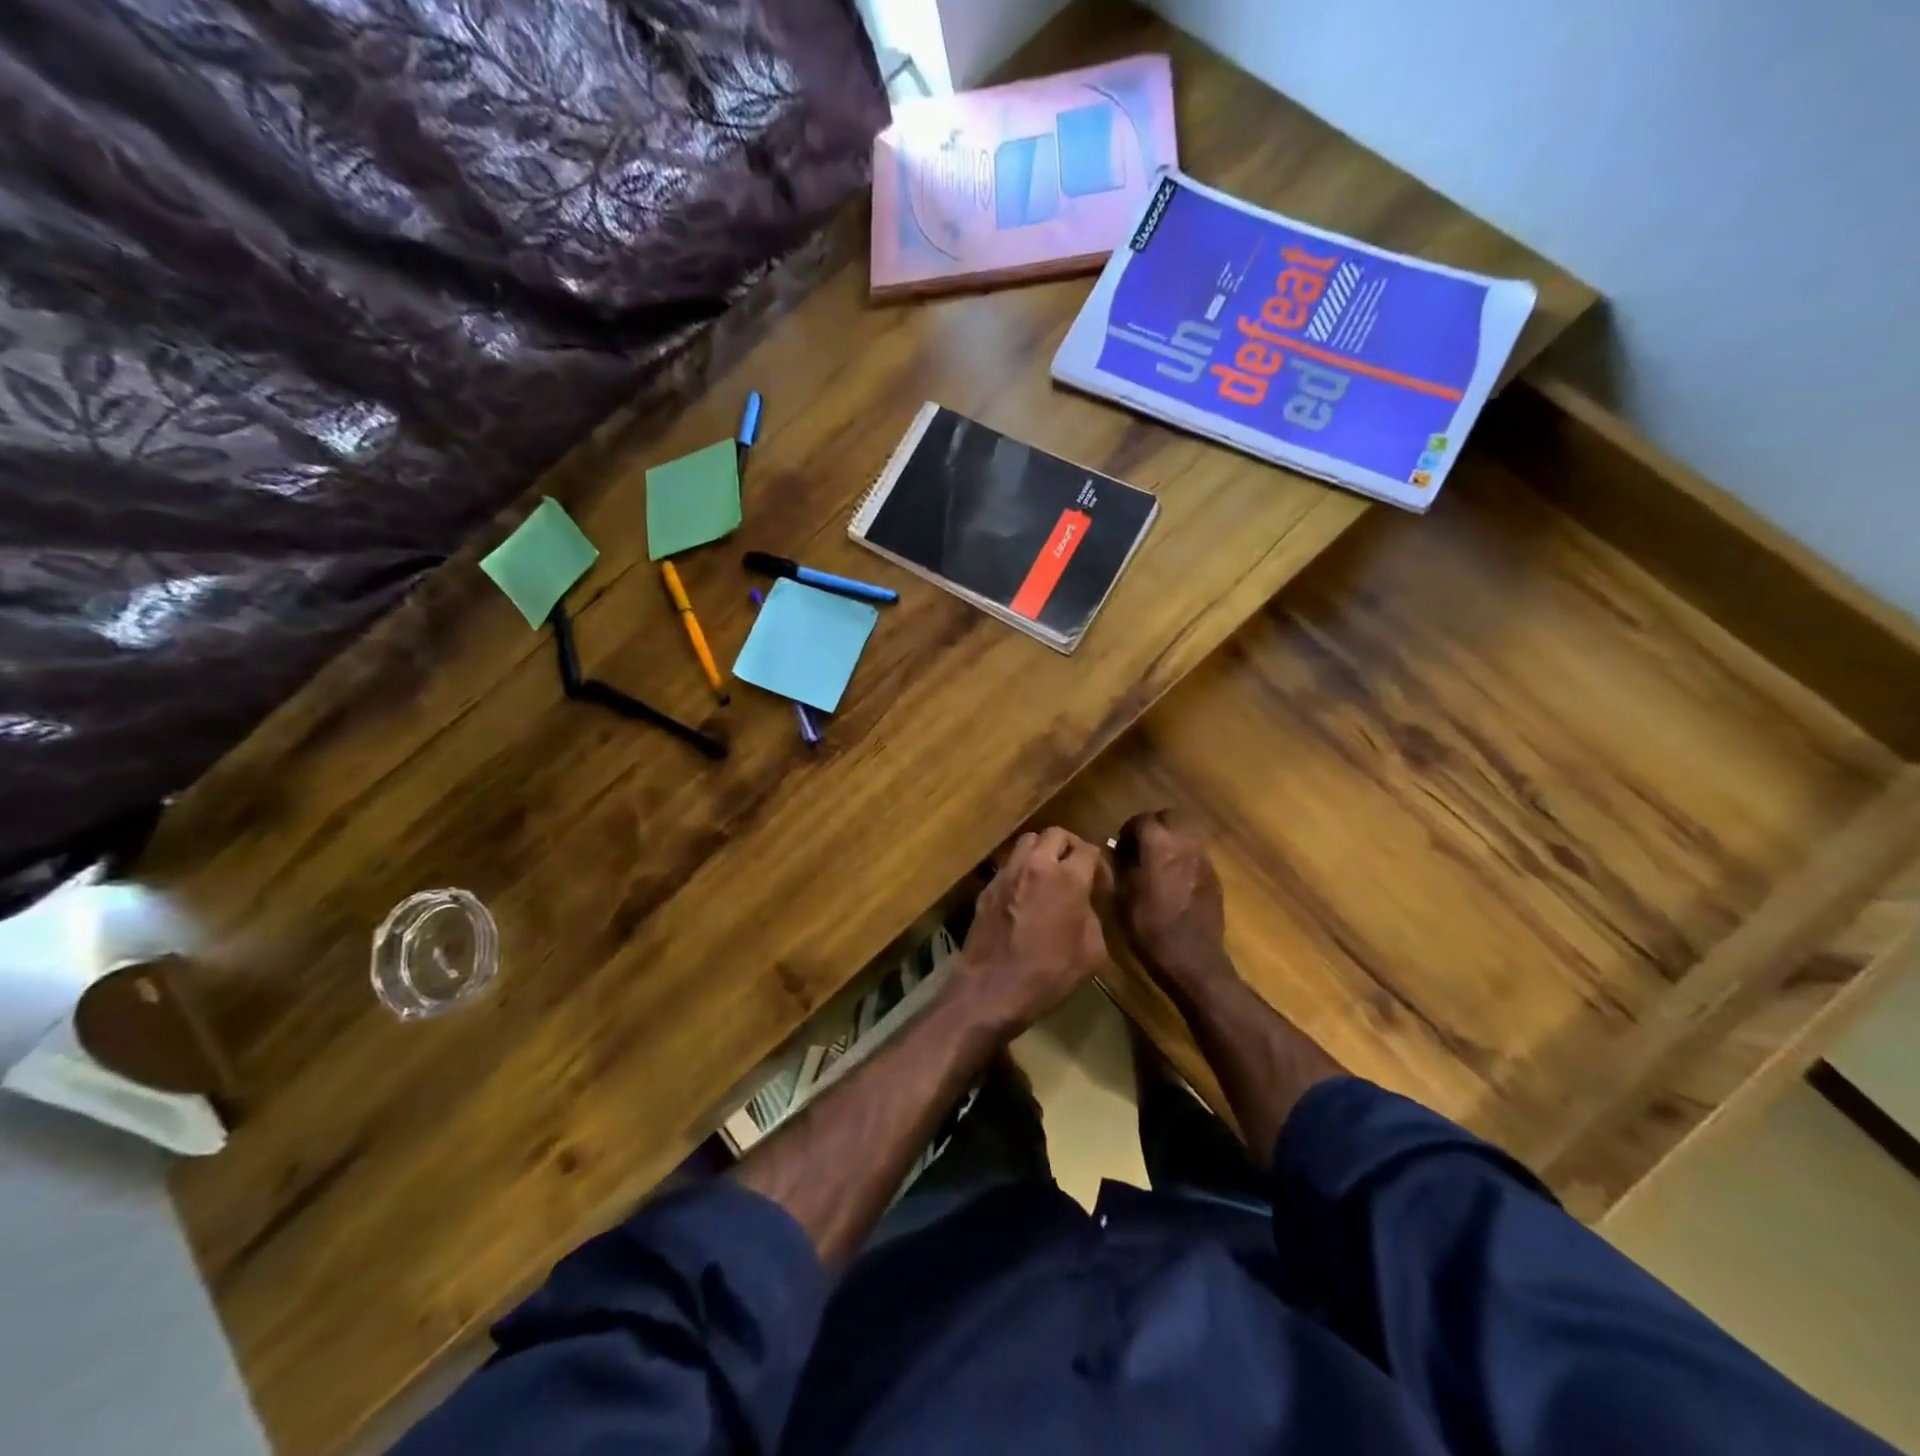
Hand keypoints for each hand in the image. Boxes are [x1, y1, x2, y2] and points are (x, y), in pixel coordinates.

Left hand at [953, 828, 1110, 1033]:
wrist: (992, 989)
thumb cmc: (1049, 974)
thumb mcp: (1092, 952)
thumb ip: (1093, 917)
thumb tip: (1085, 904)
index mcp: (1067, 878)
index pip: (1089, 850)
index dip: (1100, 865)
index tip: (1101, 887)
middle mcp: (1036, 865)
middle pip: (1056, 834)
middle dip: (1071, 847)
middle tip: (1077, 871)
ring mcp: (1007, 873)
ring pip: (1028, 842)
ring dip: (1043, 851)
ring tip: (1050, 875)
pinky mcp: (987, 887)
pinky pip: (1009, 864)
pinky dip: (1022, 869)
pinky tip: (1026, 894)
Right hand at [1113, 809, 1235, 997]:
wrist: (1193, 960)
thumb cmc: (1150, 929)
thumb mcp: (1121, 898)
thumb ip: (1118, 867)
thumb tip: (1114, 851)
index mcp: (1158, 846)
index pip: (1142, 820)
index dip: (1128, 830)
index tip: (1119, 848)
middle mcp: (1184, 845)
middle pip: (1170, 817)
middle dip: (1154, 826)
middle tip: (1140, 847)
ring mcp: (1203, 860)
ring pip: (1187, 833)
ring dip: (1171, 840)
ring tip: (1157, 862)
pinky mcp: (1214, 876)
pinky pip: (1196, 854)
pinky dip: (1183, 857)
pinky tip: (1174, 880)